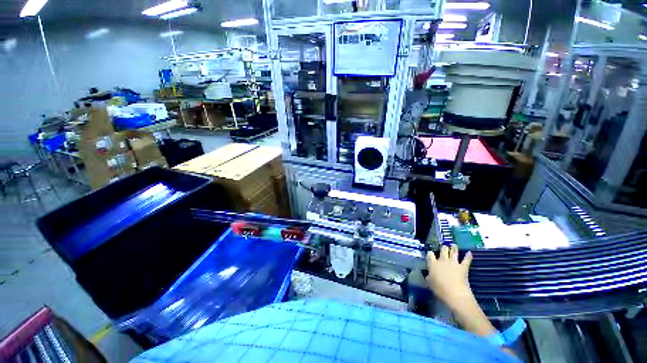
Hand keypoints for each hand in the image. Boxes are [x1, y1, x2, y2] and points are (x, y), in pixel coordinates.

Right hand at [426, 244, 473, 306]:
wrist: (454, 293)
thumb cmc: (439, 289)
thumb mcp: (429, 282)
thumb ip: (429, 276)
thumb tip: (428, 274)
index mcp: (433, 263)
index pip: (430, 254)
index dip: (430, 253)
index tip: (430, 254)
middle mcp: (442, 260)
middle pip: (443, 250)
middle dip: (443, 248)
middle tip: (444, 247)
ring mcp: (453, 263)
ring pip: (453, 252)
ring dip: (454, 248)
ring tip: (454, 245)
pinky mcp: (463, 267)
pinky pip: (466, 260)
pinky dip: (468, 256)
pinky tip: (470, 253)